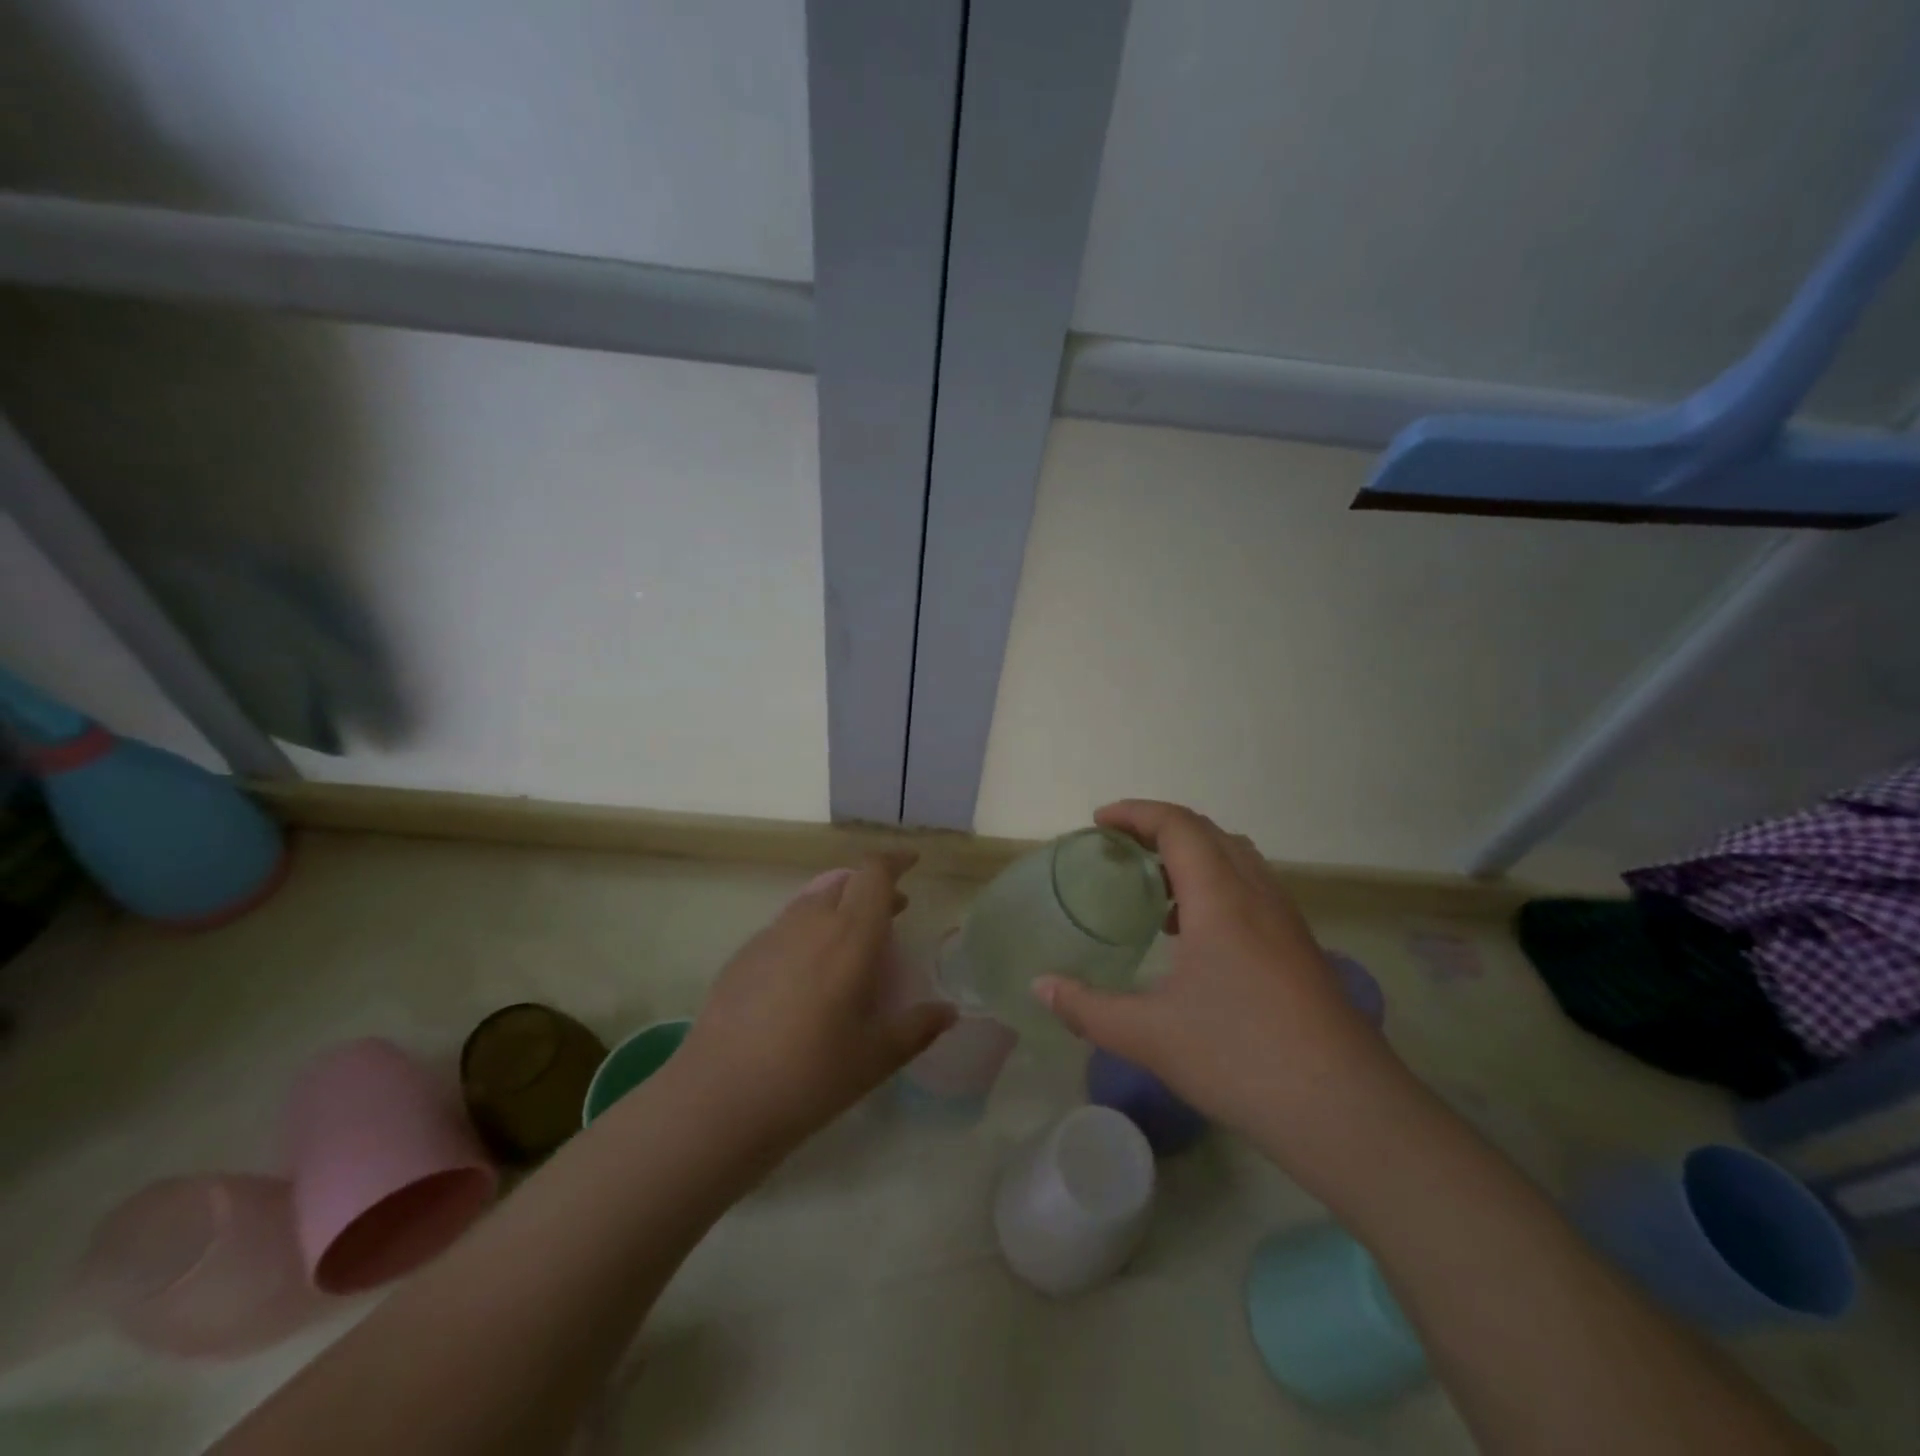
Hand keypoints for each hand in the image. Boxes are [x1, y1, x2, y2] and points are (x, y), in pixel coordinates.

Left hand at [677, 852, 954, 1151]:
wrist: (717, 1098)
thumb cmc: (810, 1076)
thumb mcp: (875, 1058)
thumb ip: (917, 1028)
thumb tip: (948, 1012)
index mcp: (850, 936)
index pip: (874, 874)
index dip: (895, 861)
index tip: (912, 863)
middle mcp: (810, 922)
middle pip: (845, 882)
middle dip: (873, 888)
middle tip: (893, 912)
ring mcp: (771, 936)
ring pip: (813, 900)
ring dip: (840, 907)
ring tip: (853, 942)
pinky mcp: (744, 956)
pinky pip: (787, 925)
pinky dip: (809, 930)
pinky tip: (809, 972)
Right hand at [1035, 801, 1389, 1139]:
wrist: (1348, 1111)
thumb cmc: (1241, 1058)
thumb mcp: (1149, 1035)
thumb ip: (1086, 1007)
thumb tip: (1039, 987)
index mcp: (1220, 897)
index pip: (1178, 825)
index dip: (1135, 813)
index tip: (1098, 821)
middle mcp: (1258, 894)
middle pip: (1209, 833)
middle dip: (1160, 828)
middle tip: (1120, 850)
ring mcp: (1287, 921)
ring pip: (1237, 859)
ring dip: (1193, 856)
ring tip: (1155, 890)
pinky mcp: (1302, 949)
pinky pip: (1253, 890)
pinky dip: (1218, 886)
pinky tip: (1198, 937)